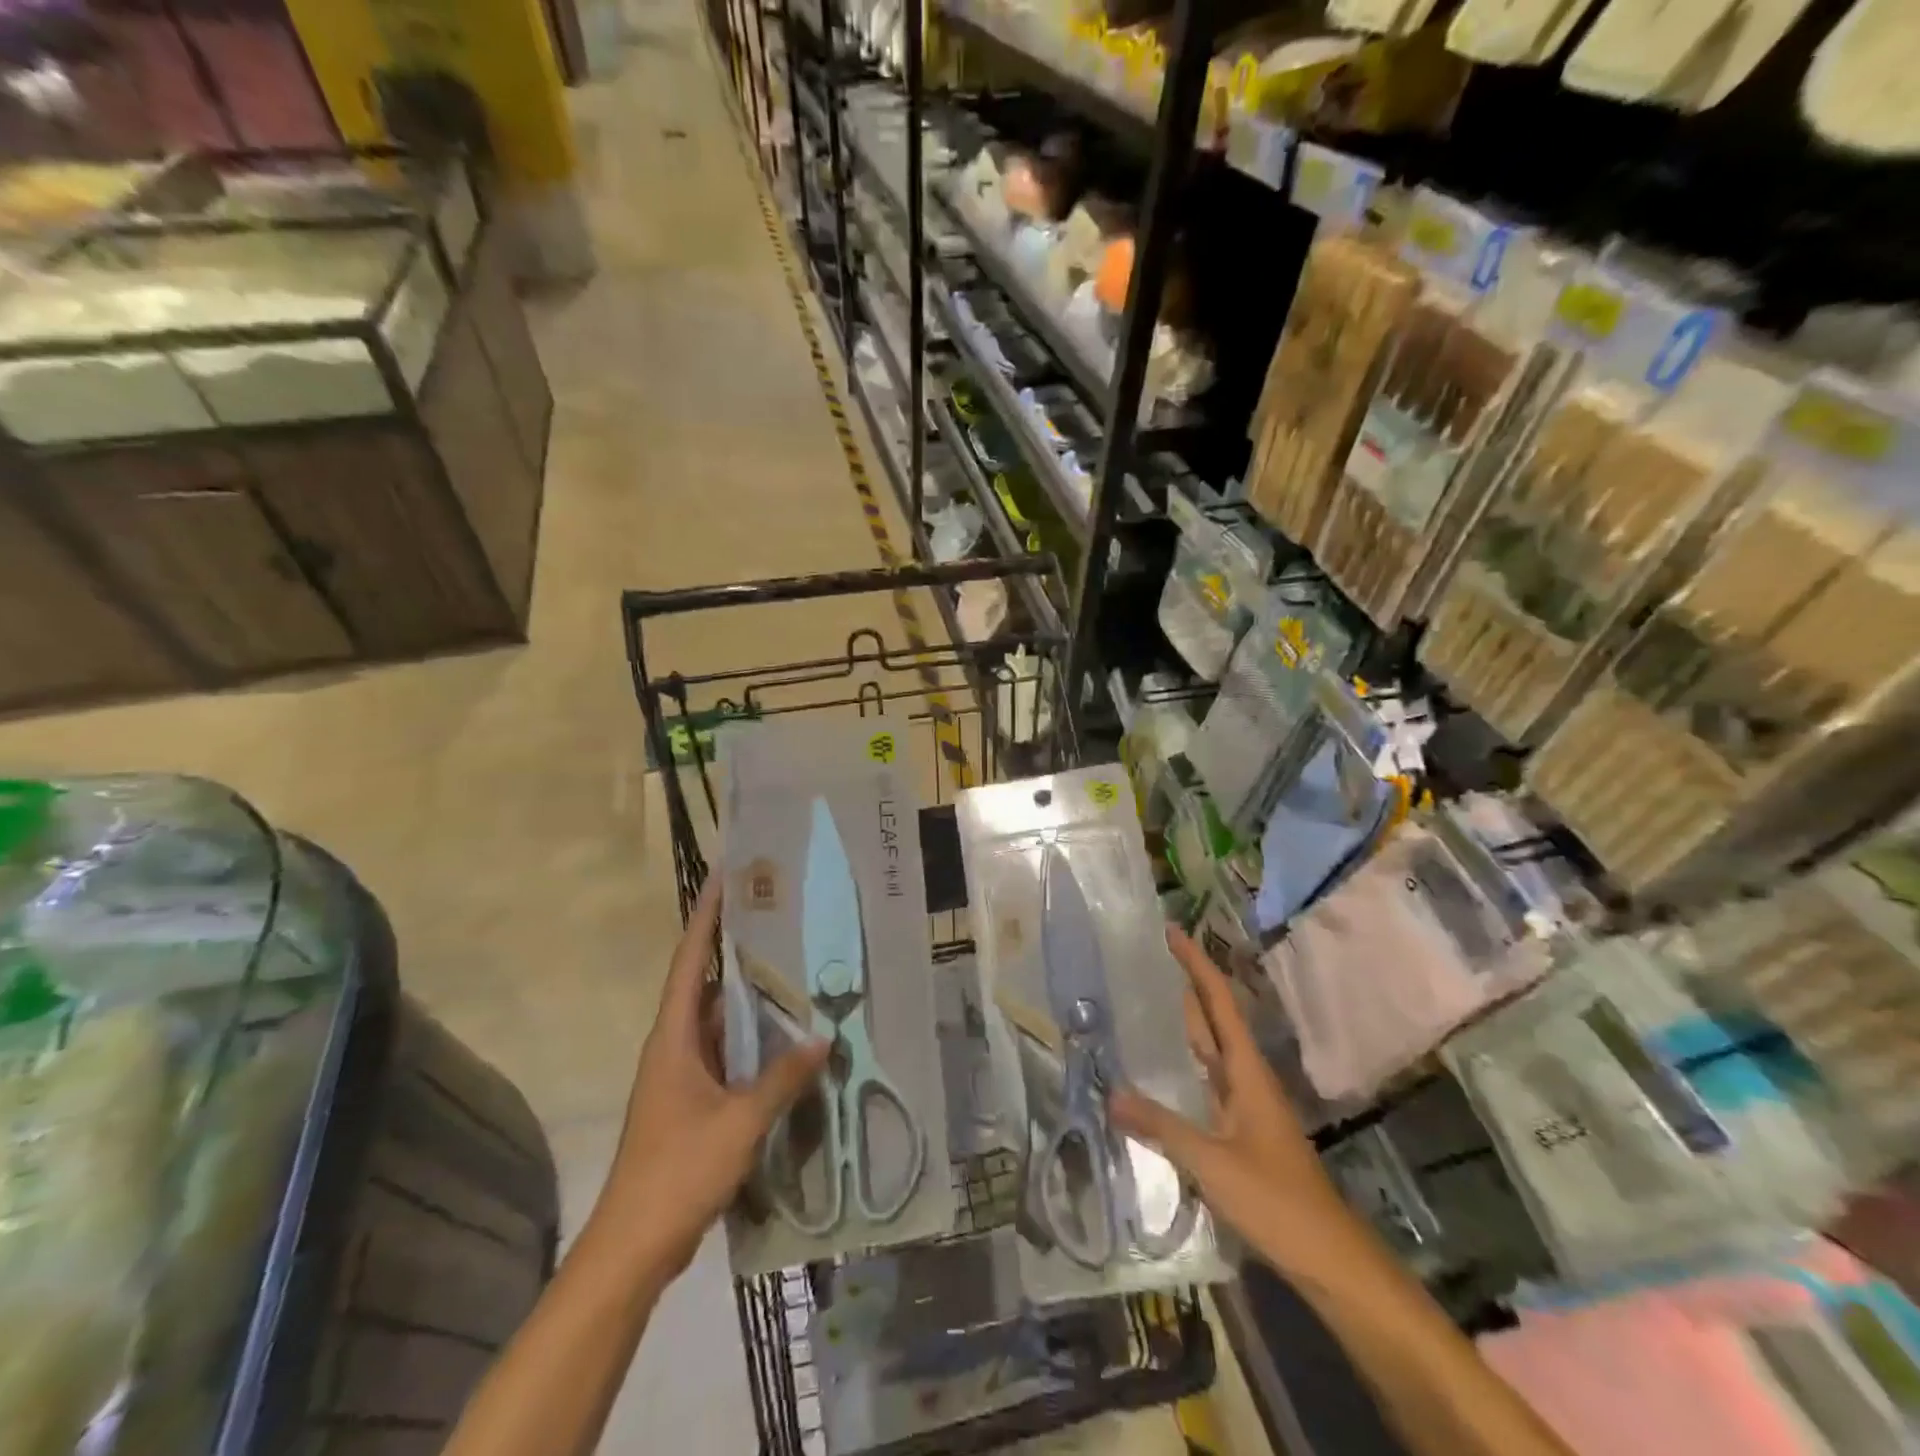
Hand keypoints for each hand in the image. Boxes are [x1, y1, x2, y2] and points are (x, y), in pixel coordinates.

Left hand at [600, 875, 829, 1275]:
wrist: (634, 1246)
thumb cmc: (678, 1171)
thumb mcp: (740, 1122)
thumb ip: (781, 1079)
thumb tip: (822, 1038)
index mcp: (673, 1037)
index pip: (689, 961)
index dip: (706, 918)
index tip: (726, 878)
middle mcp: (674, 1045)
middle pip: (706, 984)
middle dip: (737, 951)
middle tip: (780, 921)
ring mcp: (682, 1075)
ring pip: (719, 1022)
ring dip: (750, 1000)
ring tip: (794, 971)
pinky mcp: (693, 1100)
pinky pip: (726, 1054)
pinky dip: (752, 1041)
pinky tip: (786, 1039)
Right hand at [1112, 927, 1352, 1275]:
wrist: (1330, 1259)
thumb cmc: (1277, 1201)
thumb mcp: (1212, 1163)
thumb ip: (1161, 1127)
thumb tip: (1111, 1095)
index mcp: (1247, 1071)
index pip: (1218, 1002)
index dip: (1196, 964)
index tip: (1171, 932)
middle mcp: (1248, 1078)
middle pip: (1214, 1018)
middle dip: (1186, 985)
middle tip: (1146, 960)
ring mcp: (1247, 1105)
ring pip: (1211, 1050)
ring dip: (1185, 1022)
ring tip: (1146, 1000)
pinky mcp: (1242, 1131)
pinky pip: (1208, 1082)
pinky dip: (1185, 1065)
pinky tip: (1161, 1071)